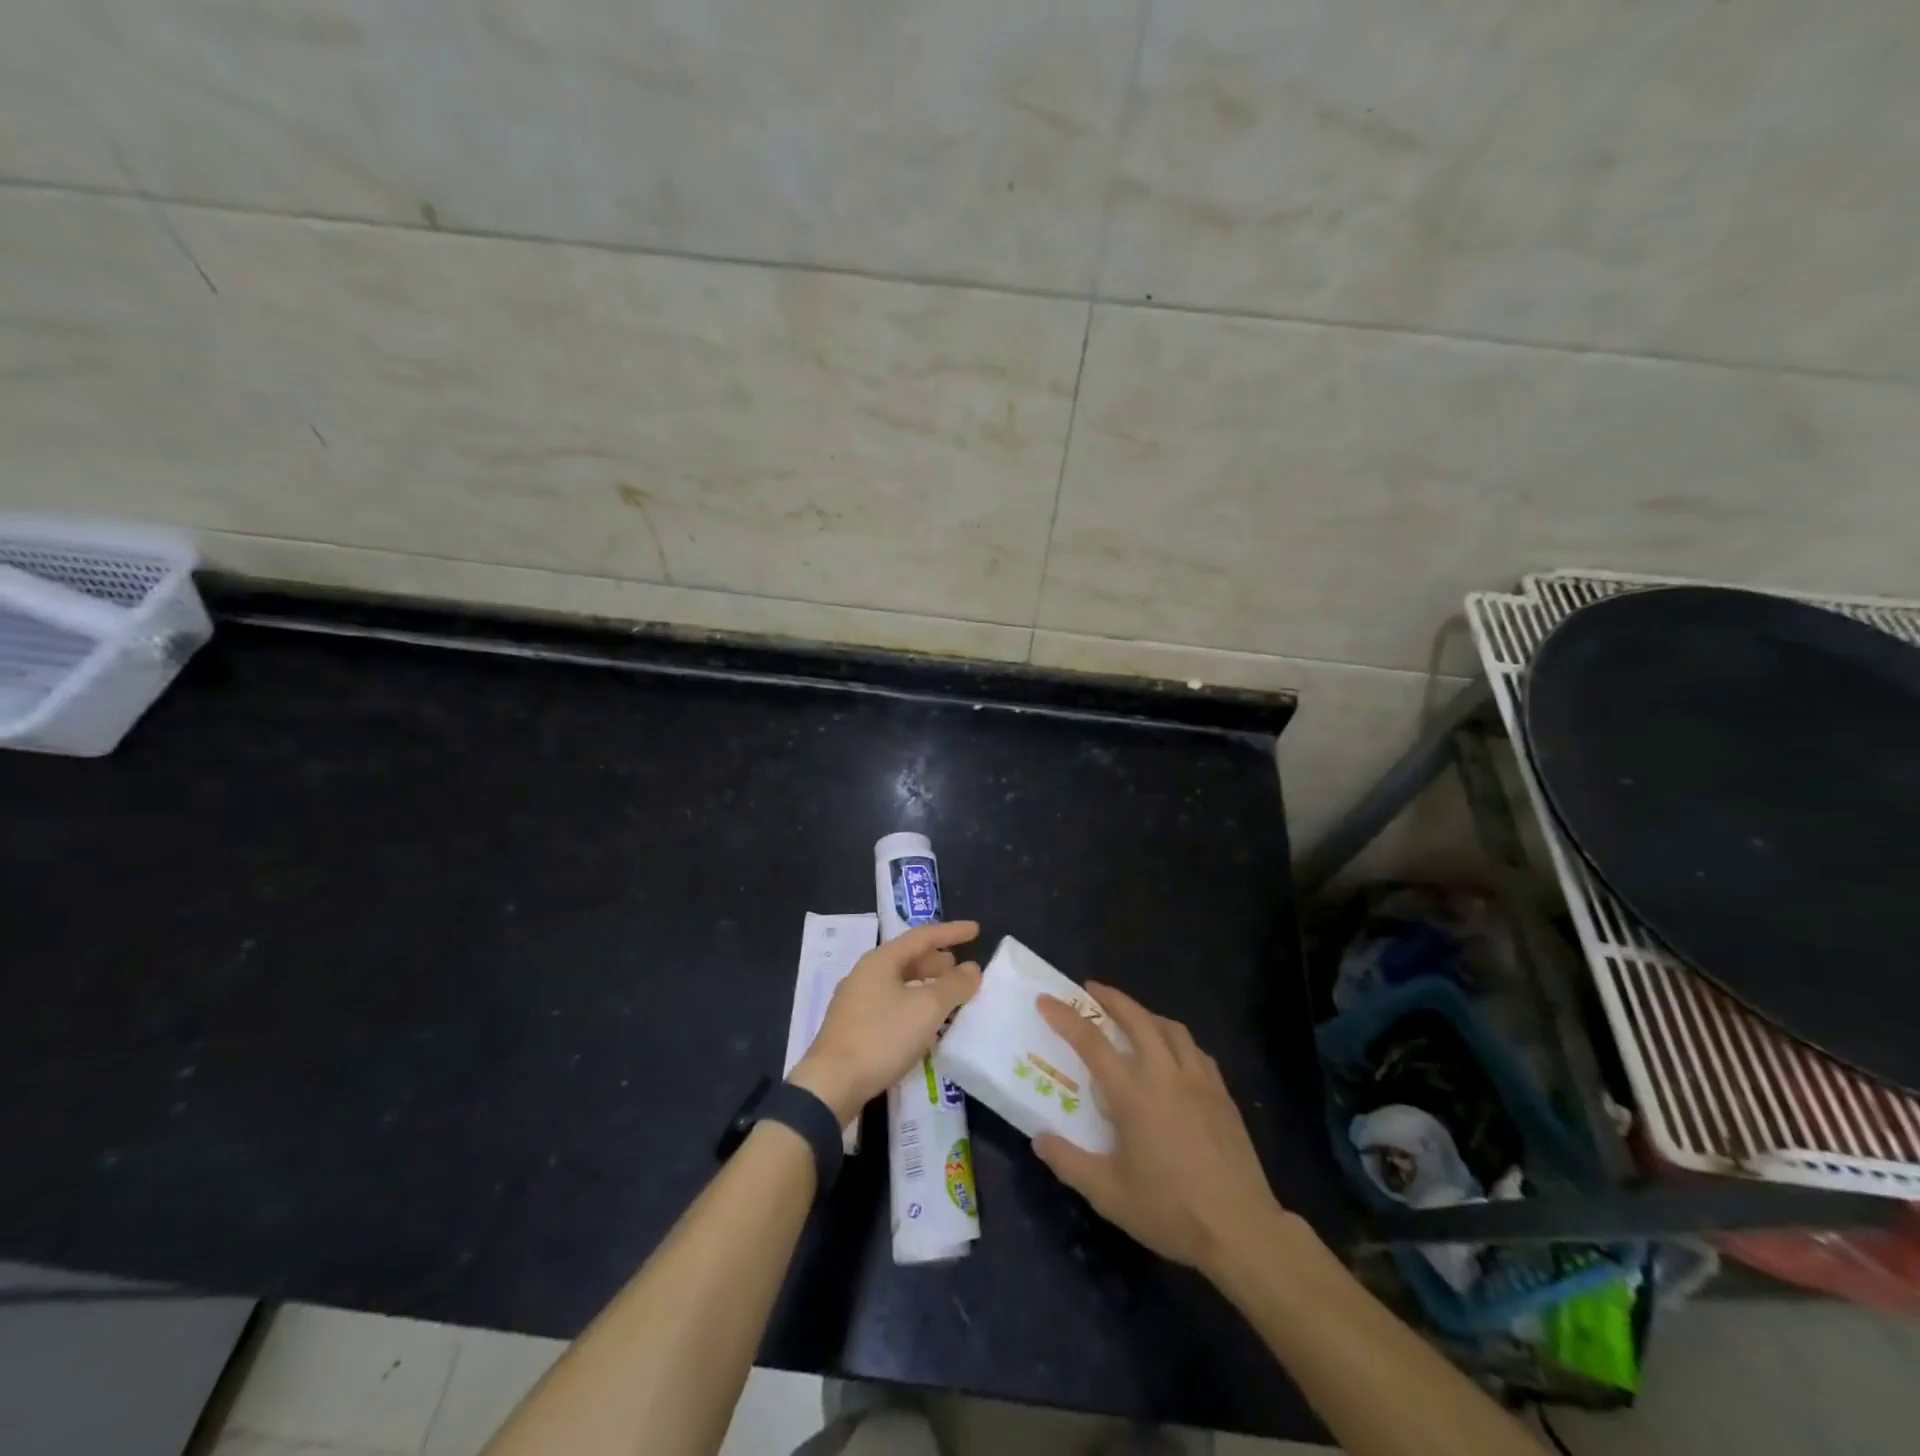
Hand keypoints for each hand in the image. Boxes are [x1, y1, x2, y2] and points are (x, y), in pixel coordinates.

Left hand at [789, 921, 981, 1123]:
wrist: (831, 1084)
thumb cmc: (882, 1037)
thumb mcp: (927, 1009)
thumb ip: (954, 985)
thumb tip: (972, 968)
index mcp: (880, 960)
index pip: (922, 936)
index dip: (951, 932)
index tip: (975, 930)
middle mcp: (865, 974)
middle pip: (908, 959)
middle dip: (937, 962)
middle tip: (961, 970)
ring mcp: (855, 1001)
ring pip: (899, 983)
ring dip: (926, 986)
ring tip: (948, 997)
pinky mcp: (852, 1027)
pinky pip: (890, 1004)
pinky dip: (913, 1005)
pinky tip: (923, 1025)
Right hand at [1032, 984, 1302, 1279]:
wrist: (1240, 1229)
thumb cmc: (1169, 1211)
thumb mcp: (1108, 1194)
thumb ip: (1069, 1162)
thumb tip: (1039, 1138)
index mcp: (1133, 1094)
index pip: (1091, 1042)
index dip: (1065, 1017)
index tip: (1045, 1000)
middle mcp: (1165, 1074)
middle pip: (1136, 1018)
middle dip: (1111, 998)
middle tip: (1091, 989)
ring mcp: (1198, 1080)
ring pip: (1170, 1028)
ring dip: (1145, 1013)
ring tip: (1131, 1016)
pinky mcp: (1222, 1093)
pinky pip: (1195, 1050)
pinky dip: (1176, 1039)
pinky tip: (1172, 1053)